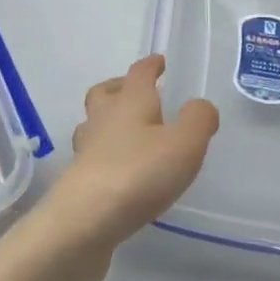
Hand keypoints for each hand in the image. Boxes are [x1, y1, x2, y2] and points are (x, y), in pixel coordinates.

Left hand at [34, 55, 218, 272]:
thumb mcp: (184, 144)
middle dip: (120, 87)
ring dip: (107, 120)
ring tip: (127, 132)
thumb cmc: (140, 173)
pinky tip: (118, 169)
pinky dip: (104, 154)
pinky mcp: (79, 179)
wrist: (86, 219)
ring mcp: (87, 148)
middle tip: (136, 93)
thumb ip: (198, 120)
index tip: (159, 62)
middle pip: (105, 92)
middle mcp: (104, 118)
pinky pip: (92, 155)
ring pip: (93, 123)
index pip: (139, 73)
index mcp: (130, 101)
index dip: (151, 65)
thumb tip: (200, 105)